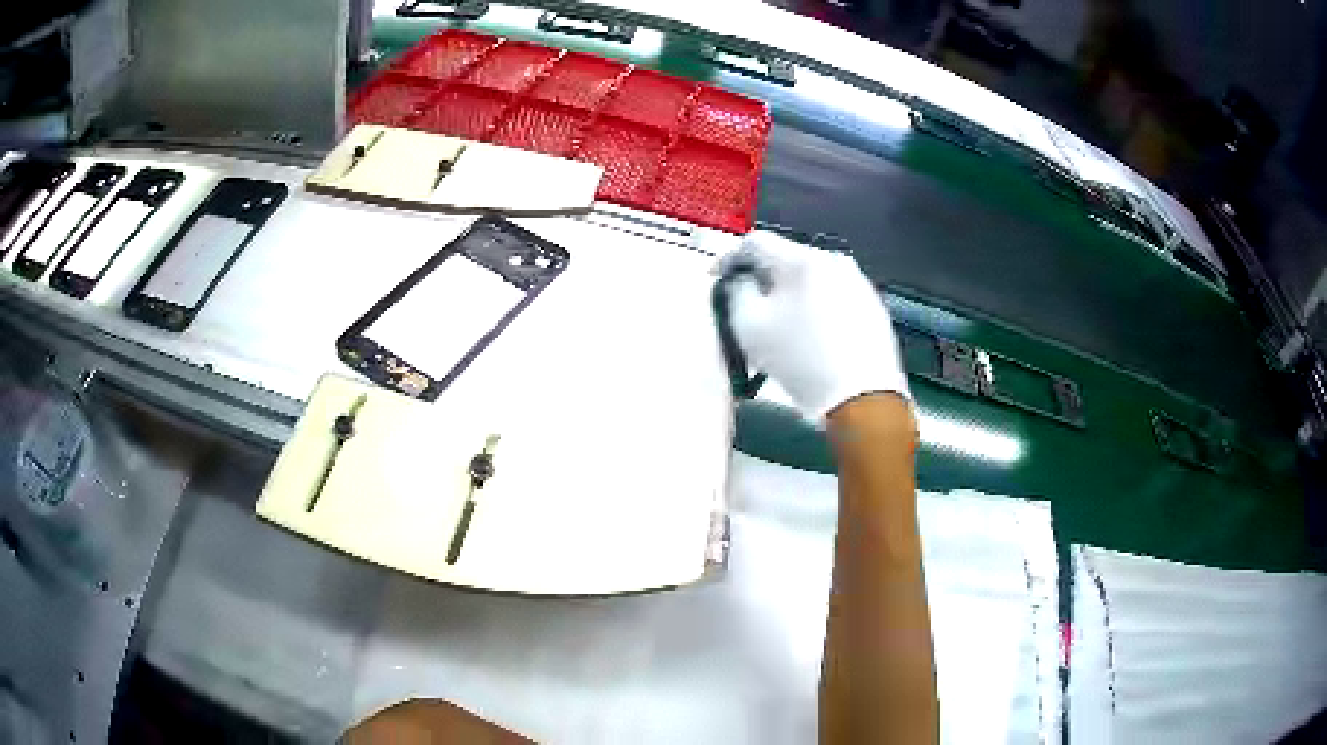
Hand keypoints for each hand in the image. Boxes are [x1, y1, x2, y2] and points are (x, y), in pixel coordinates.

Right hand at [717, 231, 909, 420]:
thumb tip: (739, 281)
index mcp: (803, 260)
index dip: (730, 259)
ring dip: (790, 295)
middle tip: (748, 306)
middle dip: (763, 280)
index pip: (756, 241)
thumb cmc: (804, 363)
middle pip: (785, 259)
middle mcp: (834, 261)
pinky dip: (814, 309)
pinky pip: (832, 298)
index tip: (719, 278)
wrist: (863, 399)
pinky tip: (810, 338)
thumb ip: (736, 292)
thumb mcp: (749, 328)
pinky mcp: (872, 308)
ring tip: (780, 327)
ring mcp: (858, 284)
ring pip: (810, 279)